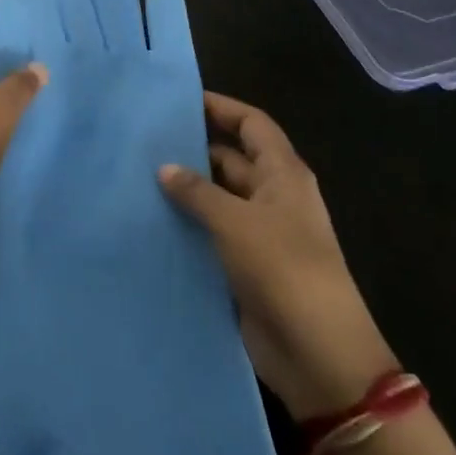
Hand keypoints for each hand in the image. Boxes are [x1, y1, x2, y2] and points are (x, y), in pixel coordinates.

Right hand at [159, 92, 397, 418]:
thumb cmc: (284, 269)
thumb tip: (165, 168)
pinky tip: (150, 221)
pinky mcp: (244, 266)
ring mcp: (259, 233)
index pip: (252, 124)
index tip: (180, 100)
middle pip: (231, 159)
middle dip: (193, 149)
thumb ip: (197, 192)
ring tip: (137, 177)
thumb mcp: (236, 222)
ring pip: (217, 198)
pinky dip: (187, 226)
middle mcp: (272, 196)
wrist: (318, 354)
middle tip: (144, 141)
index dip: (221, 107)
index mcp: (283, 174)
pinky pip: (211, 234)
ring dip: (186, 190)